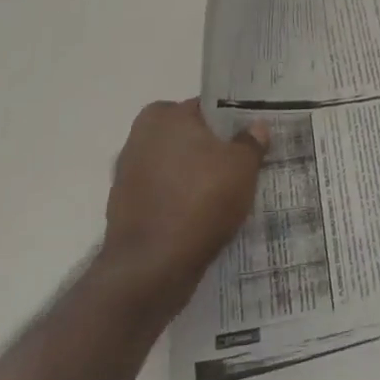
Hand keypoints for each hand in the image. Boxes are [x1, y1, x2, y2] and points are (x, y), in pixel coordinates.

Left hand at [102, 100, 267, 318]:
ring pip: (175, 168)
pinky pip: (163, 197)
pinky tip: (202, 219)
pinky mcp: (124, 210)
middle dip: (211, 151)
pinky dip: (179, 203)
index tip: (249, 139)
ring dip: (195, 179)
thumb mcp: (242, 167)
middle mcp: (139, 138)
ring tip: (226, 197)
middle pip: (189, 139)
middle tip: (242, 168)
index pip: (206, 109)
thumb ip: (251, 142)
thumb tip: (256, 126)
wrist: (150, 270)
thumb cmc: (200, 201)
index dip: (231, 123)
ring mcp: (127, 175)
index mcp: (164, 116)